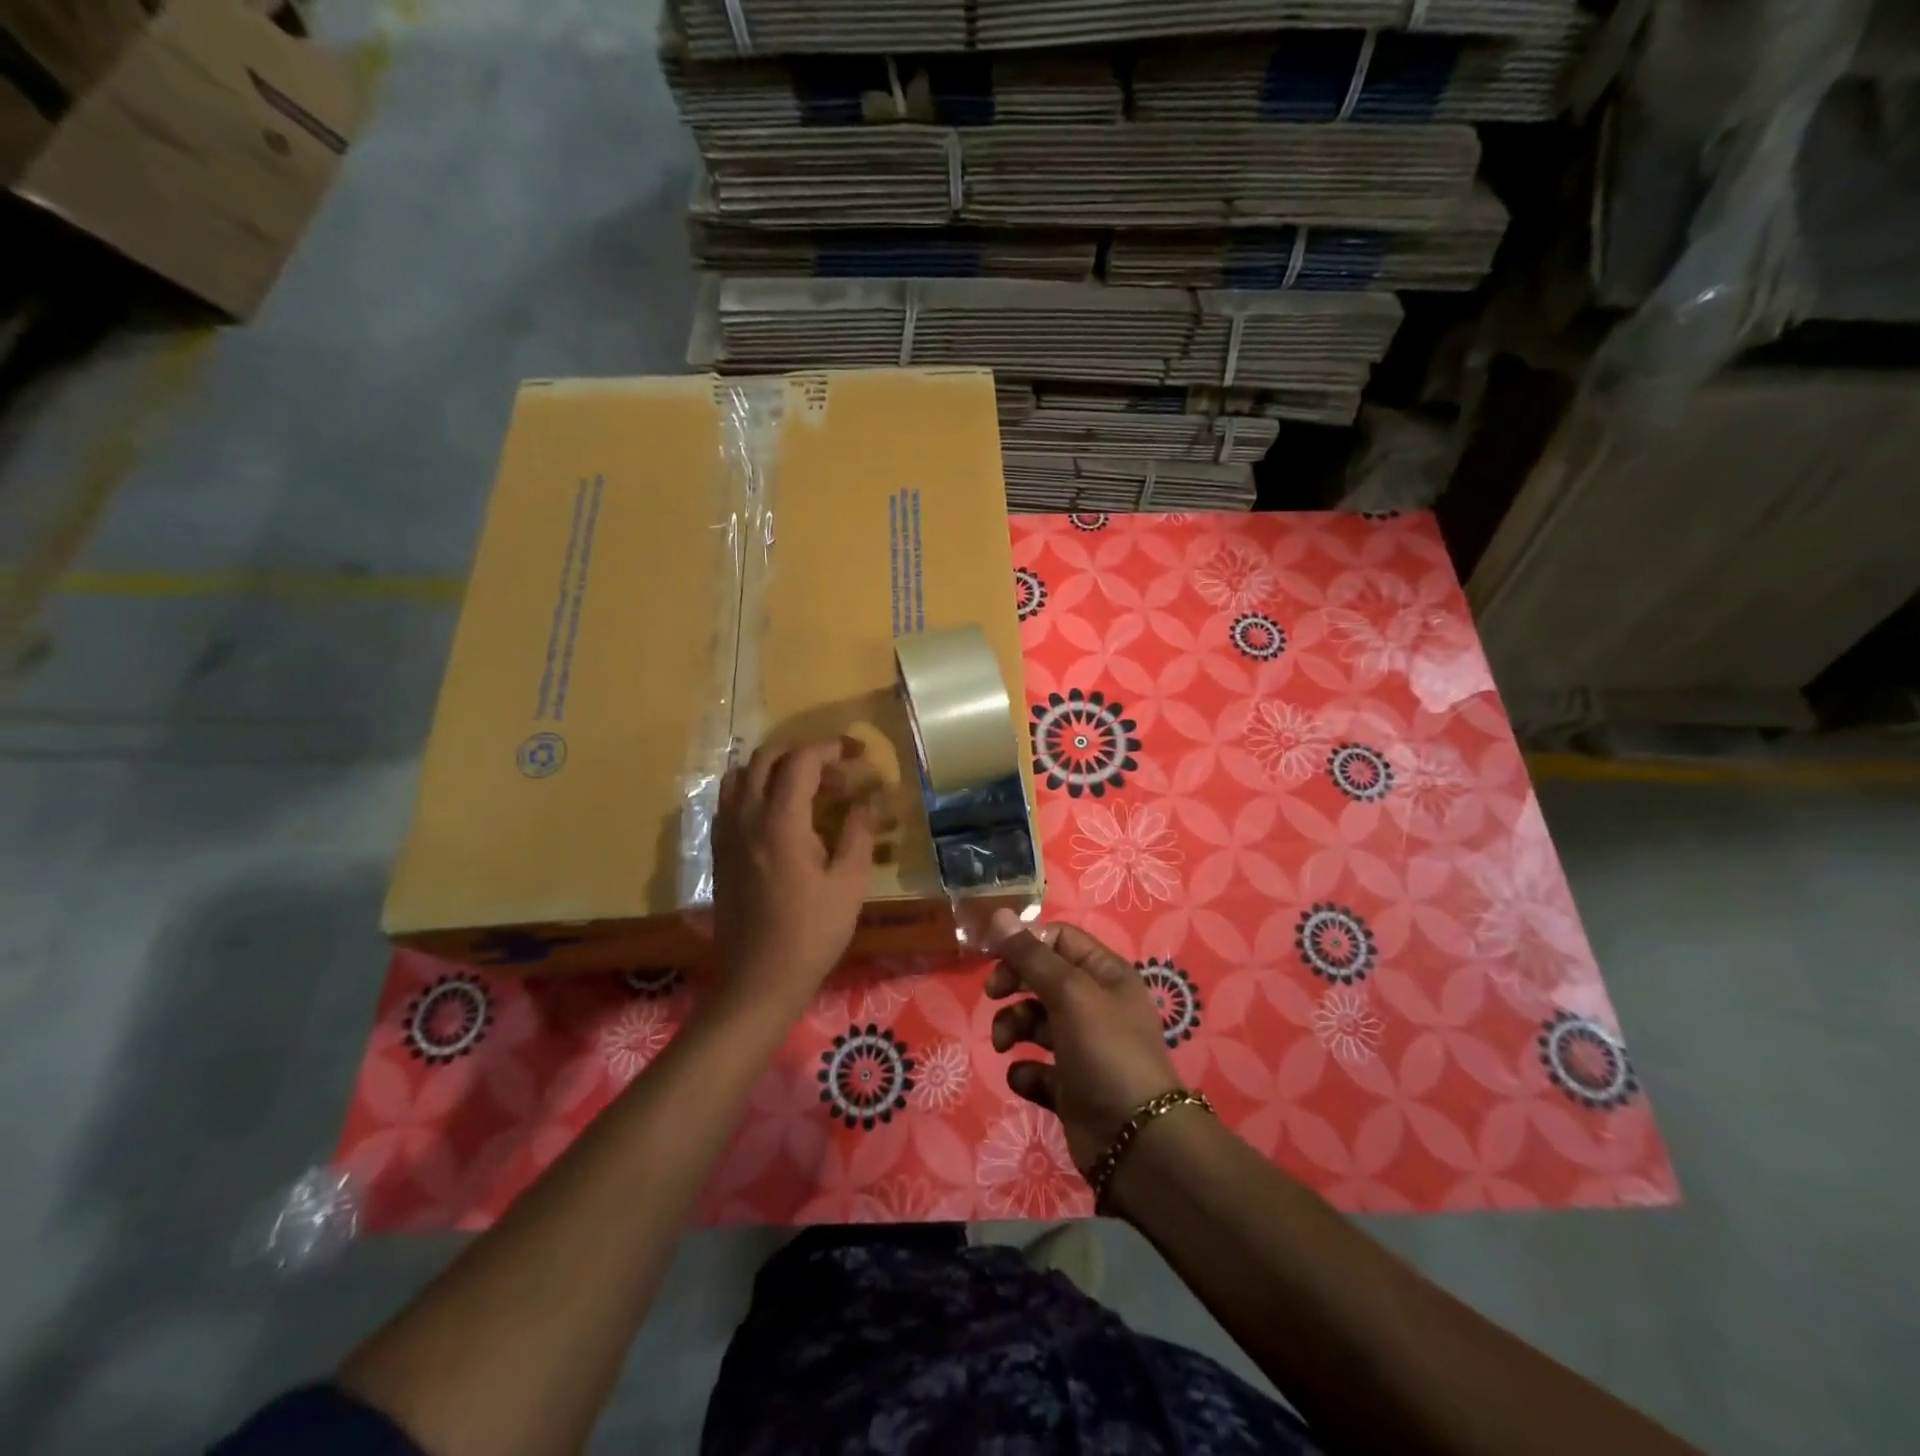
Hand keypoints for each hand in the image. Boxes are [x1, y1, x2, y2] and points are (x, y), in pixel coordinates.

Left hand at [712, 738, 877, 1016]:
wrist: (760, 978)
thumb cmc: (812, 932)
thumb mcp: (849, 882)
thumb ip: (859, 832)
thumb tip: (869, 799)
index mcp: (780, 821)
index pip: (801, 760)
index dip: (831, 748)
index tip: (857, 754)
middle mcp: (746, 816)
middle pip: (767, 757)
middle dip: (805, 753)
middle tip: (837, 769)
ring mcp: (726, 832)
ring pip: (742, 774)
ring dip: (776, 767)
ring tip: (807, 784)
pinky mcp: (718, 849)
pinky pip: (730, 799)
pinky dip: (754, 788)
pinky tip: (779, 812)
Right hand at [984, 910, 1183, 1172]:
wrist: (1135, 1140)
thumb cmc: (1106, 1051)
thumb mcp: (1069, 993)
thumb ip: (1030, 956)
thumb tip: (998, 914)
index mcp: (1105, 974)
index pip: (1059, 939)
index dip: (1027, 943)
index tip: (995, 957)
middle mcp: (1095, 1005)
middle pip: (1042, 978)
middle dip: (1014, 984)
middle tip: (994, 995)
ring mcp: (1083, 1047)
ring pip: (1034, 1021)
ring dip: (1013, 1026)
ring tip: (1004, 1044)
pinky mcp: (1070, 1086)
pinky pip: (1037, 1068)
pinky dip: (1025, 1071)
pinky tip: (1026, 1077)